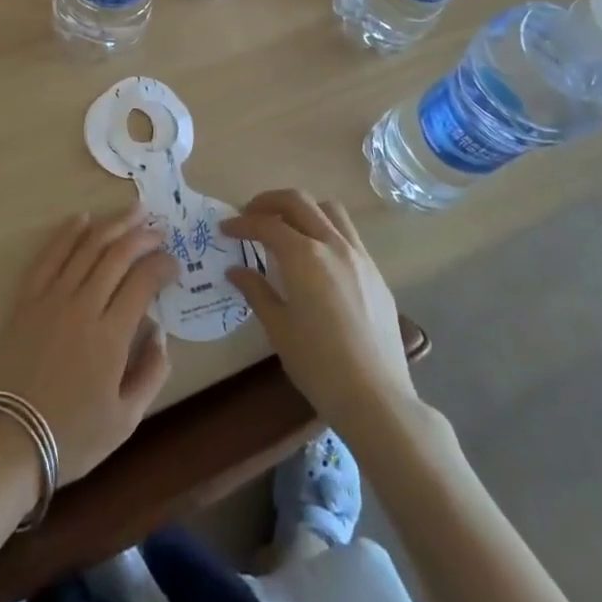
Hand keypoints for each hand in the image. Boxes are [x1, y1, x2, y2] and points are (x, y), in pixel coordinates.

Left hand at [0, 206, 178, 483]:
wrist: (11, 442)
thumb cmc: (73, 437)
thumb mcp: (126, 421)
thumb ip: (152, 373)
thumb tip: (160, 333)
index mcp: (111, 335)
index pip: (143, 282)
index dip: (162, 266)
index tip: (174, 263)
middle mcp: (84, 306)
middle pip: (118, 255)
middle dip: (143, 236)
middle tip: (159, 228)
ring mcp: (53, 298)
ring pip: (88, 247)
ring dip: (113, 224)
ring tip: (133, 210)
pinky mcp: (28, 299)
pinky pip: (50, 256)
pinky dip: (68, 233)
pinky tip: (83, 218)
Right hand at [225, 191, 417, 435]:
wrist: (376, 399)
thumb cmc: (319, 366)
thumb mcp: (279, 329)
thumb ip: (256, 291)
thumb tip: (235, 270)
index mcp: (304, 256)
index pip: (266, 224)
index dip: (242, 224)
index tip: (225, 229)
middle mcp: (332, 244)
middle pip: (298, 201)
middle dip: (269, 202)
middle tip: (250, 215)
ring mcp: (358, 255)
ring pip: (328, 209)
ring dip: (302, 209)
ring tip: (286, 226)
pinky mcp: (375, 272)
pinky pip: (348, 233)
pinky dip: (325, 229)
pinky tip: (317, 256)